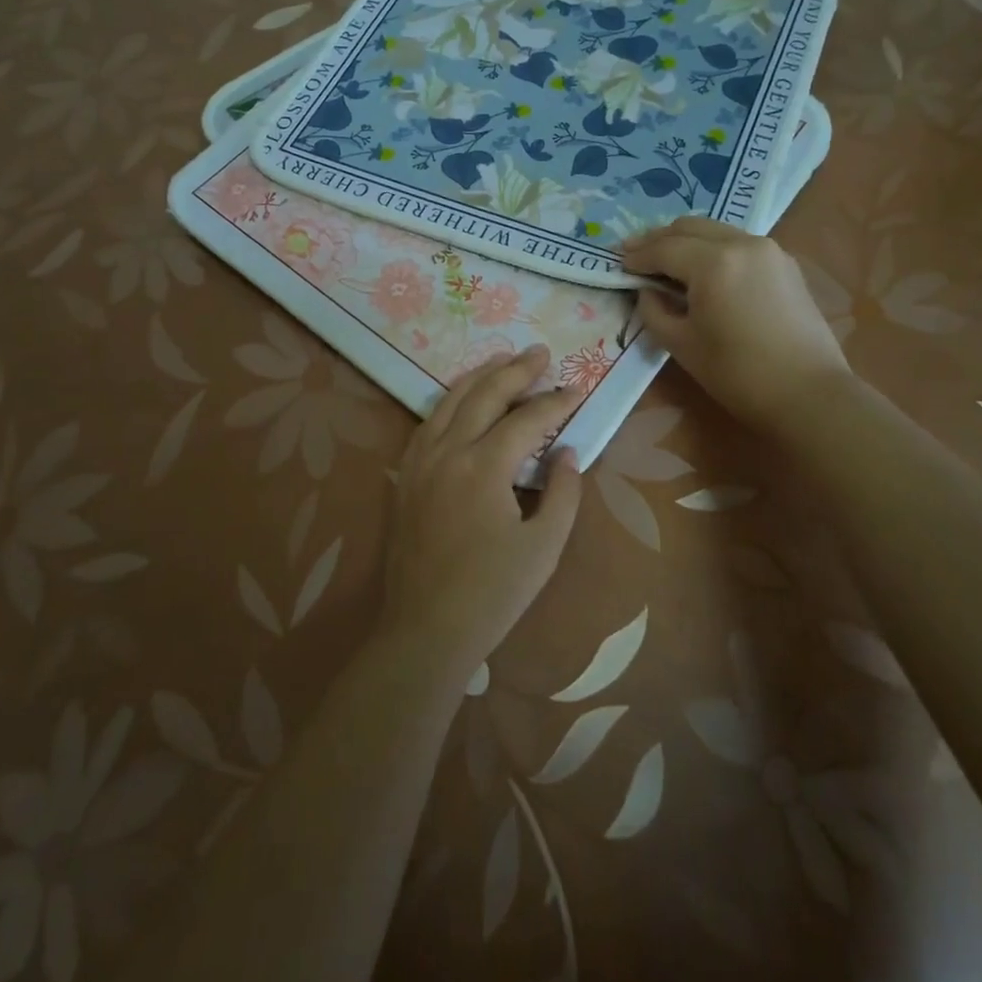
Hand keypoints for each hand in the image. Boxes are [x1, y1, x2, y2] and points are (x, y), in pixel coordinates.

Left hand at [385, 347, 583, 676]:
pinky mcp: (405, 475)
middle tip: (540, 353)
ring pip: (449, 401)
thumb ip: (562, 493)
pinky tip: (461, 401)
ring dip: (479, 377)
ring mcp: (420, 461)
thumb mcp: (543, 548)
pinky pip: (428, 422)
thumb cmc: (492, 594)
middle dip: (516, 370)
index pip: (526, 419)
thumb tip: (567, 452)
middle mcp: (448, 452)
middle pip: (484, 395)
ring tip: (503, 361)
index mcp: (484, 467)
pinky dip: (449, 402)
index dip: (555, 402)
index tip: (576, 390)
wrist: (425, 629)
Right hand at [621, 216, 850, 434]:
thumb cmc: (737, 374)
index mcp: (713, 263)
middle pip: (688, 227)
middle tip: (634, 254)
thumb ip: (654, 310)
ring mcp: (768, 249)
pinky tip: (701, 268)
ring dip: (685, 240)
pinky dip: (712, 247)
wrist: (809, 393)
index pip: (663, 249)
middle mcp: (741, 243)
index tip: (617, 263)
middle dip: (658, 239)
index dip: (637, 256)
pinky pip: (737, 242)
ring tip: (664, 259)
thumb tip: (647, 290)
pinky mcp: (784, 262)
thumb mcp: (681, 344)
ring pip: (714, 230)